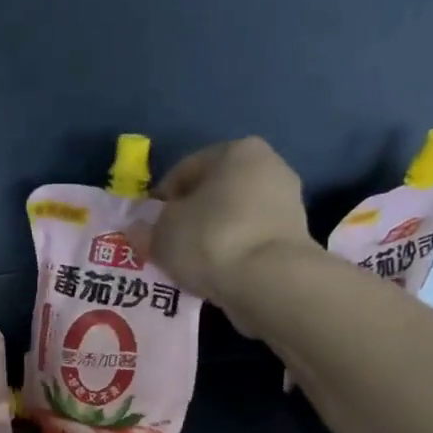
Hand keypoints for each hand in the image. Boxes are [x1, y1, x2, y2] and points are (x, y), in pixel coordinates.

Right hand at [145, 137, 312, 313]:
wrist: (270, 281)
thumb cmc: (210, 240)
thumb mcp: (162, 234)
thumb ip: (147, 229)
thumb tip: (138, 230)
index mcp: (236, 150)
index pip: (184, 170)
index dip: (160, 200)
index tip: (148, 228)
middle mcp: (268, 166)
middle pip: (213, 193)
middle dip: (190, 218)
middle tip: (168, 247)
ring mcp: (287, 202)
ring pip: (233, 218)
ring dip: (211, 237)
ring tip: (191, 265)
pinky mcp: (295, 238)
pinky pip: (250, 241)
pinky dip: (233, 254)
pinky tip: (217, 274)